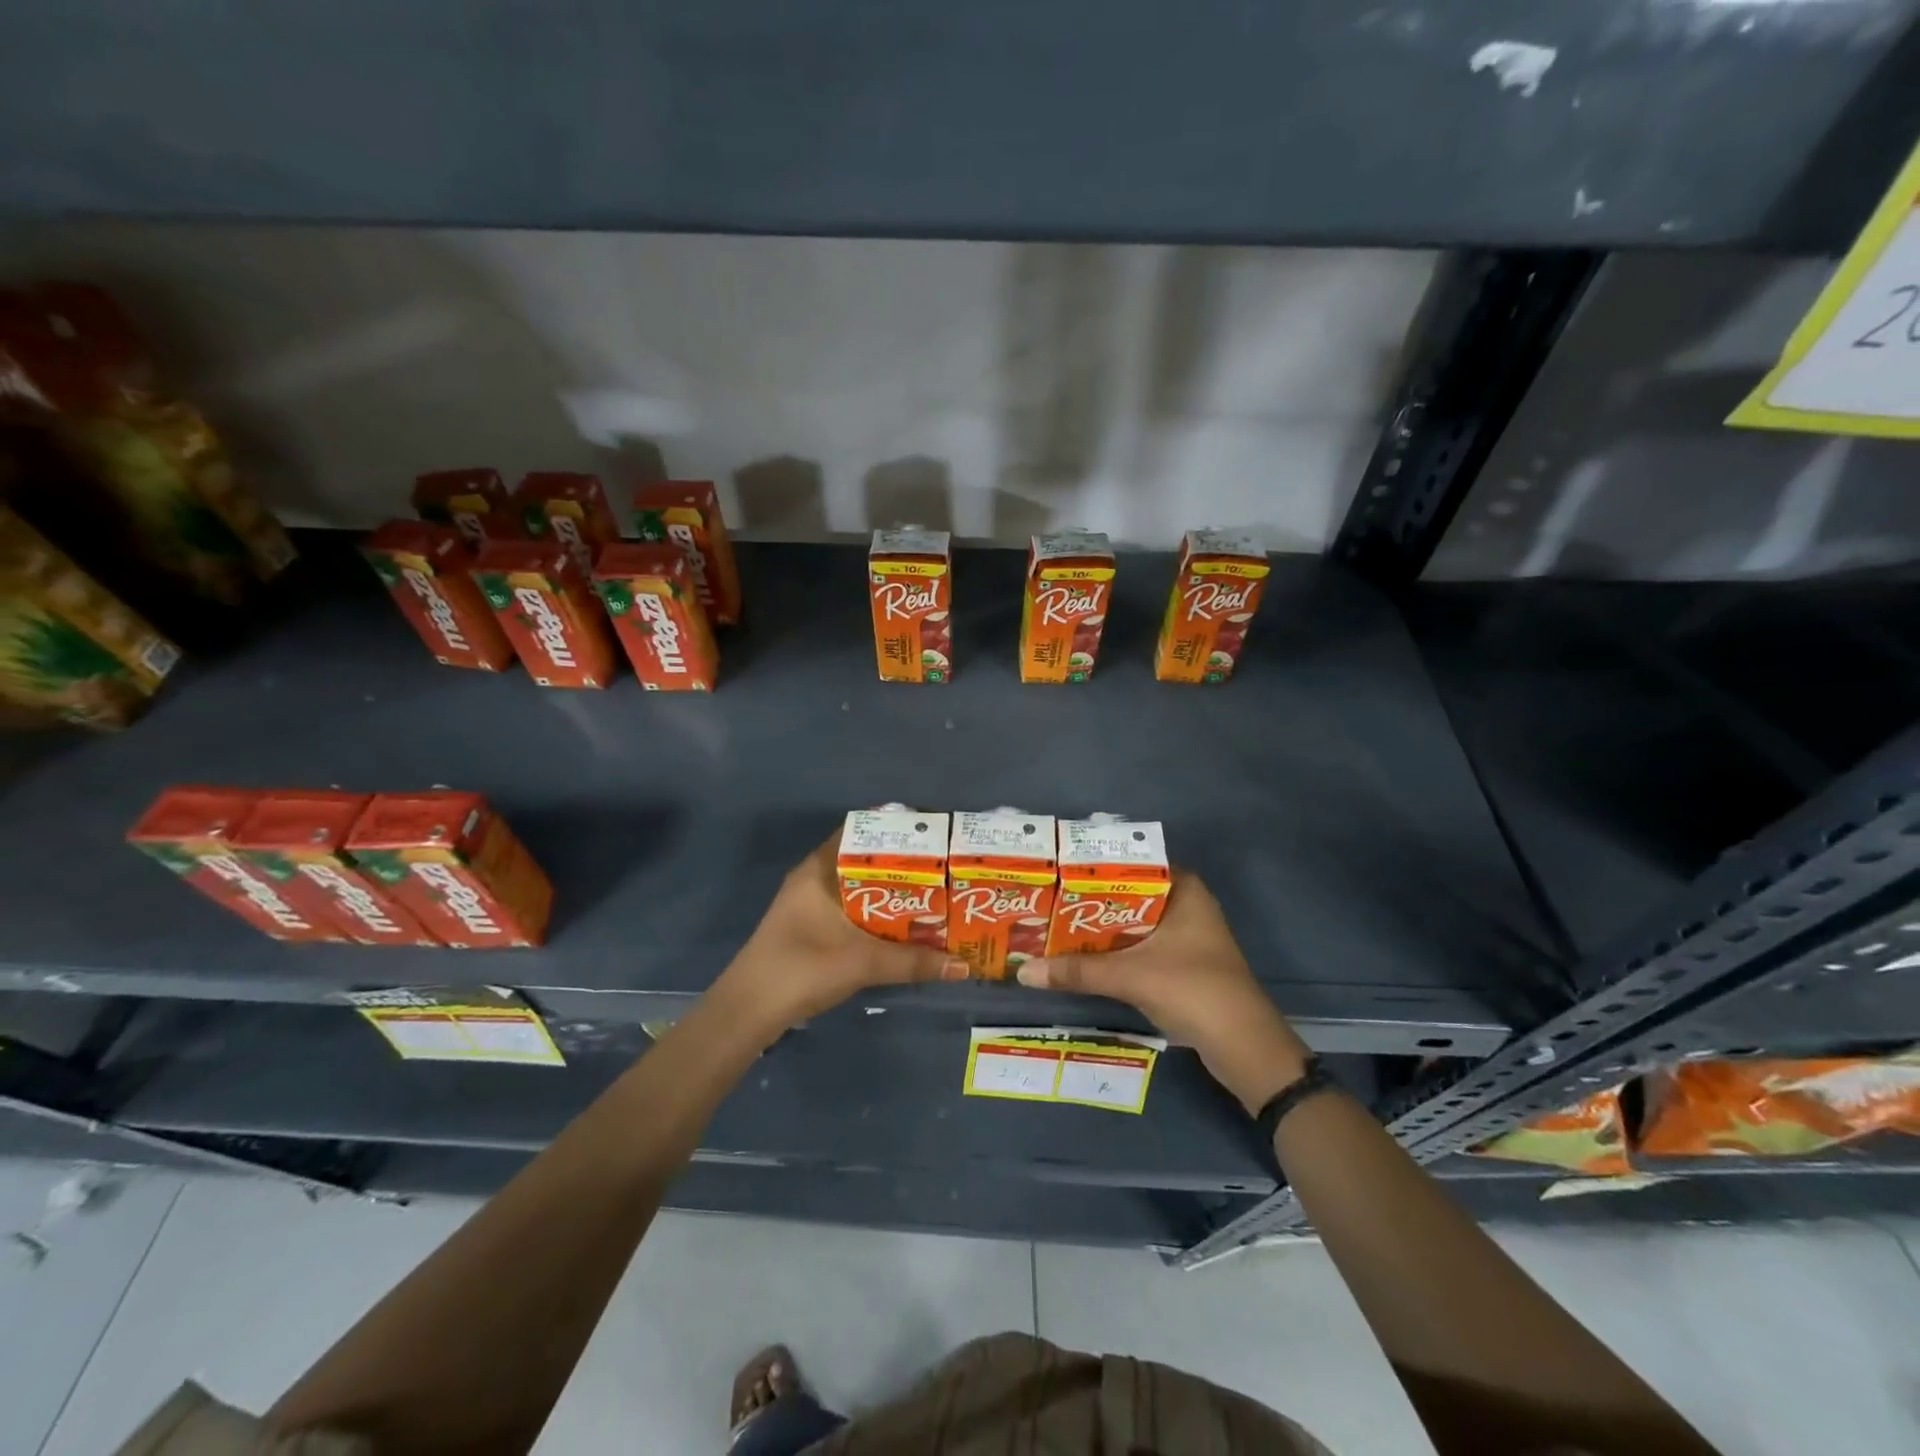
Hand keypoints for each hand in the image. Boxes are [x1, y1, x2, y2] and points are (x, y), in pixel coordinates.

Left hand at [715, 832, 968, 1036]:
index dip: (897, 828)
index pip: (862, 831)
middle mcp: (815, 878)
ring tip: (936, 892)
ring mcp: (811, 904)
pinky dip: (879, 912)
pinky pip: (854, 908)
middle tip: (945, 866)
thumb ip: (914, 962)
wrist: (748, 1011)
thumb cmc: (802, 969)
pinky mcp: (812, 927)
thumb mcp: (863, 963)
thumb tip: (964, 965)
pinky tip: (905, 925)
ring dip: (892, 891)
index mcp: (820, 869)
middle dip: (903, 863)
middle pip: (865, 859)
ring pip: (860, 886)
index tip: (933, 833)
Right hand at [1016, 871, 1310, 1112]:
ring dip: (1099, 930)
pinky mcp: (1181, 964)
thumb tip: (1022, 971)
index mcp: (1183, 889)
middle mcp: (1185, 904)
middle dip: (1088, 901)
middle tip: (1045, 899)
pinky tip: (1080, 958)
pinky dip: (1113, 951)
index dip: (1092, 868)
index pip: (1130, 863)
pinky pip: (1139, 947)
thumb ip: (1077, 971)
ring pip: (1131, 924)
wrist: (1245, 1048)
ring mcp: (1185, 936)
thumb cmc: (1193, 990)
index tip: (1055, 870)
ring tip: (1052, 926)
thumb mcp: (1130, 976)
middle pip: (1127, 895)